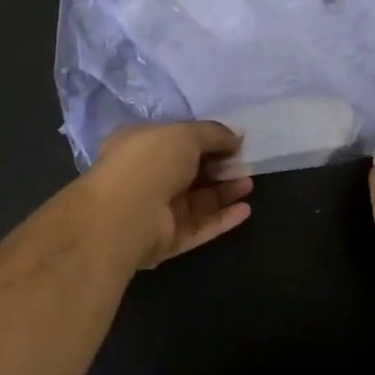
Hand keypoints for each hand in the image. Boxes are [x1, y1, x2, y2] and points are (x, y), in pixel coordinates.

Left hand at [84, 121, 254, 268]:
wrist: (126, 214)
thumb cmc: (150, 161)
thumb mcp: (185, 134)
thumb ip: (213, 133)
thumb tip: (236, 136)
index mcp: (140, 146)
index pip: (176, 141)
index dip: (205, 141)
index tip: (233, 141)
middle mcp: (146, 177)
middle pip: (189, 173)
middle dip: (218, 168)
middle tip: (245, 164)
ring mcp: (156, 211)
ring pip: (196, 201)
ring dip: (224, 192)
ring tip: (249, 184)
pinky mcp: (167, 240)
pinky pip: (199, 227)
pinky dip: (222, 219)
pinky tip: (245, 210)